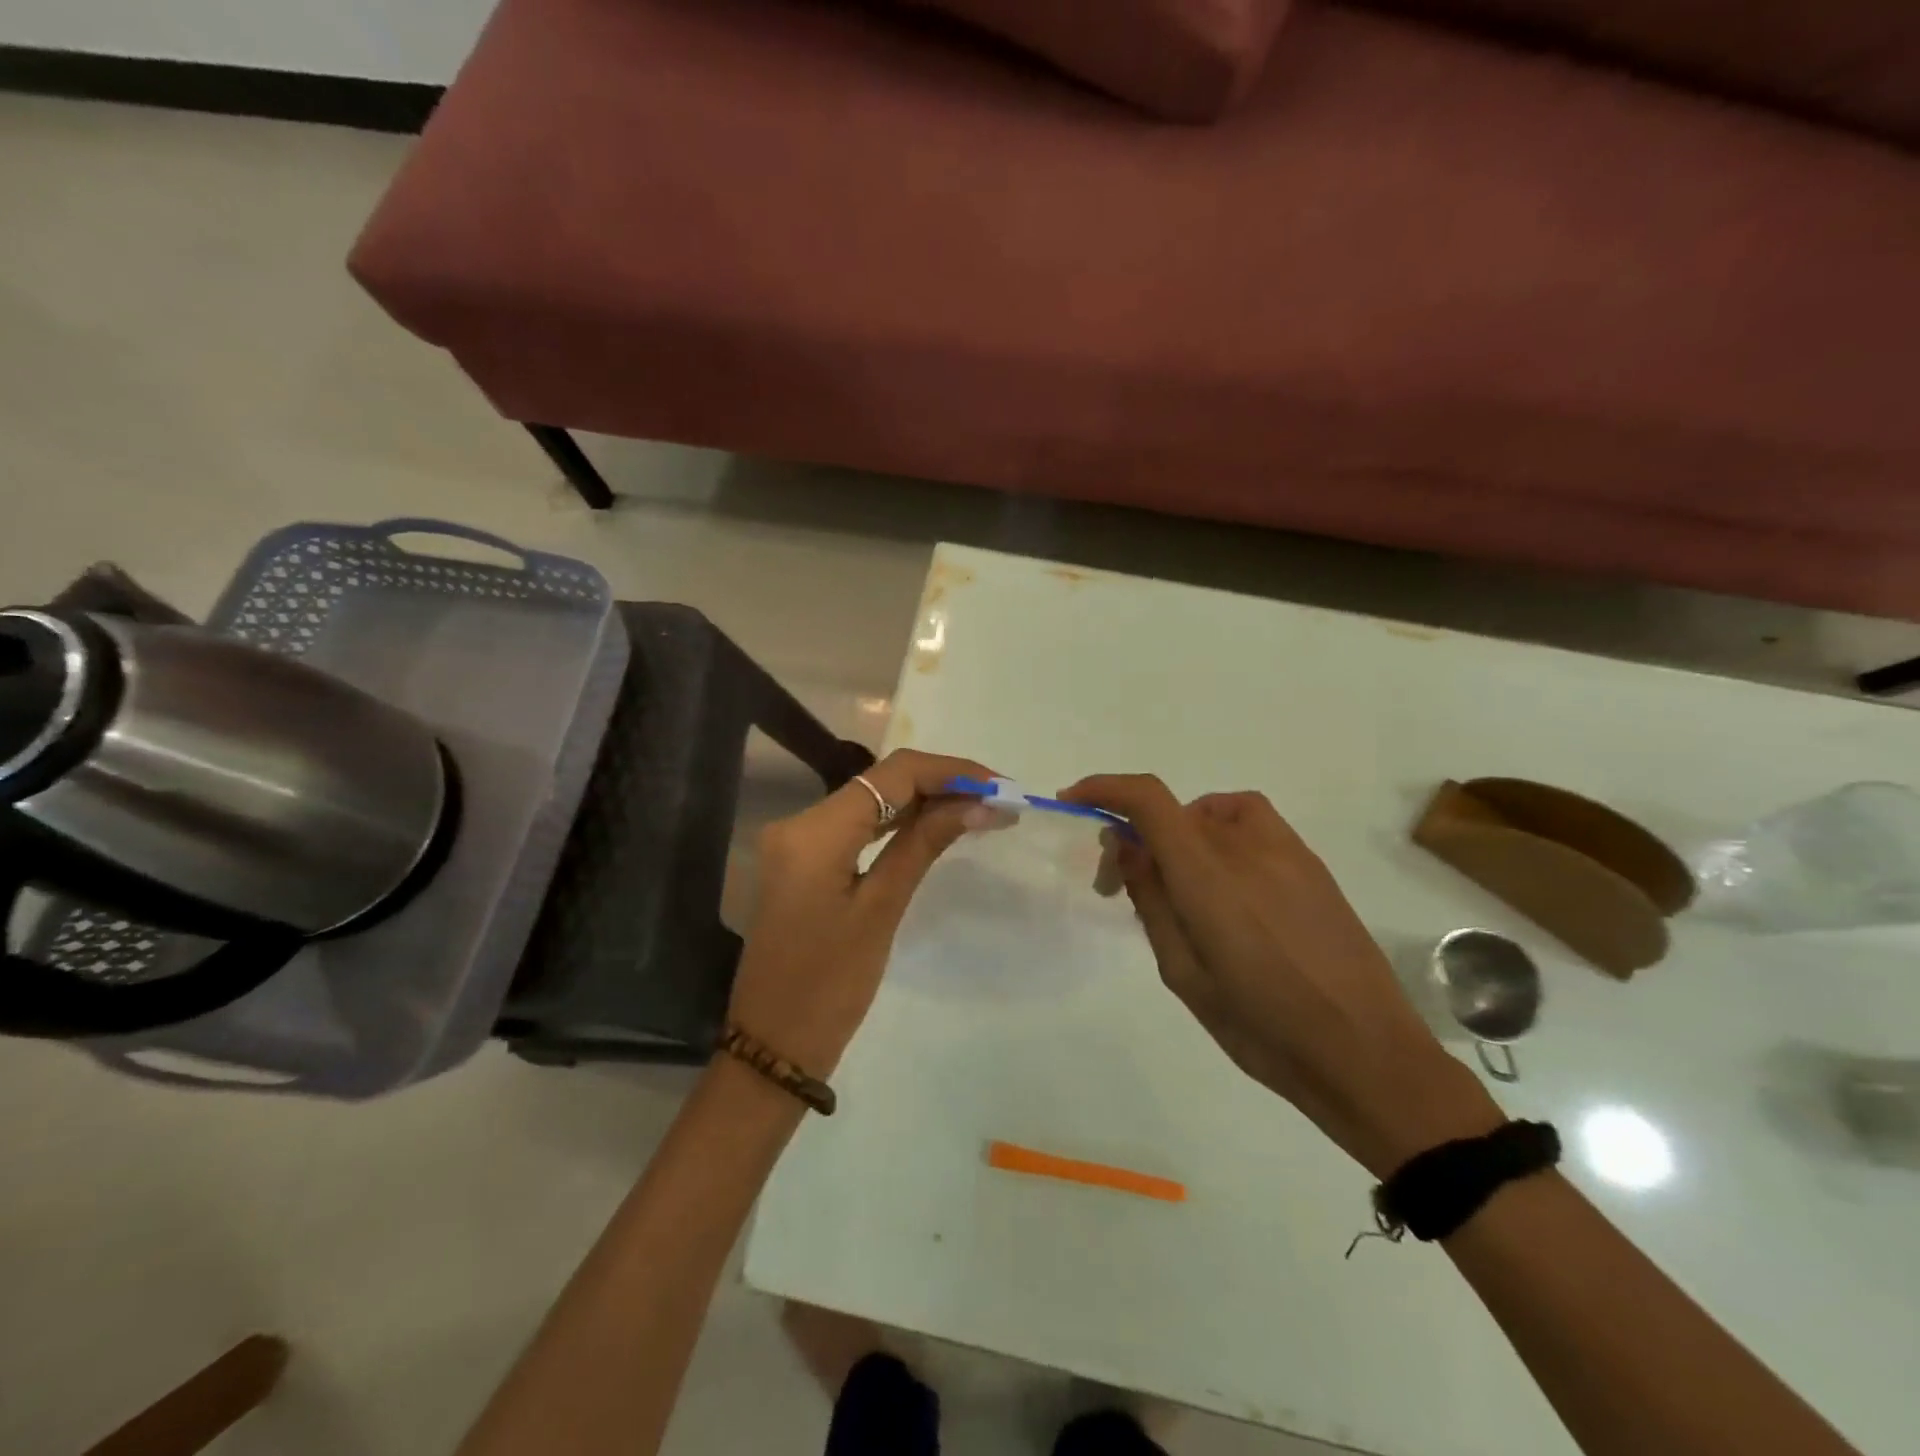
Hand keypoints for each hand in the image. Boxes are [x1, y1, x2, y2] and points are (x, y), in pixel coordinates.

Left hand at [727, 749, 994, 1078]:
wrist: (772, 1046)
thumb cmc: (829, 987)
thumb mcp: (882, 910)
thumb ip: (924, 844)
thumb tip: (978, 803)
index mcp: (814, 831)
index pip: (892, 775)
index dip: (950, 771)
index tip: (1000, 784)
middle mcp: (799, 822)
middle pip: (880, 782)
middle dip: (942, 783)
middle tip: (999, 799)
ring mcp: (796, 841)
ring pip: (870, 801)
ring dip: (923, 801)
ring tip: (980, 809)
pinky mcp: (802, 861)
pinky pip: (856, 826)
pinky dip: (897, 823)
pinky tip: (936, 826)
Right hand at [1064, 776, 1503, 1176]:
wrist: (1367, 1055)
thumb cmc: (1262, 1026)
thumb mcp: (1183, 973)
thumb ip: (1152, 900)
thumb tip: (1128, 847)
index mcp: (1208, 874)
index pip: (1147, 799)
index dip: (1105, 788)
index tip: (1075, 802)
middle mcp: (1246, 846)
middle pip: (1174, 810)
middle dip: (1136, 835)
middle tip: (1122, 883)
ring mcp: (1286, 851)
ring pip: (1213, 812)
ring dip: (1180, 833)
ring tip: (1180, 884)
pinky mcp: (1313, 866)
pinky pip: (1251, 825)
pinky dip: (1220, 836)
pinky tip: (1229, 888)